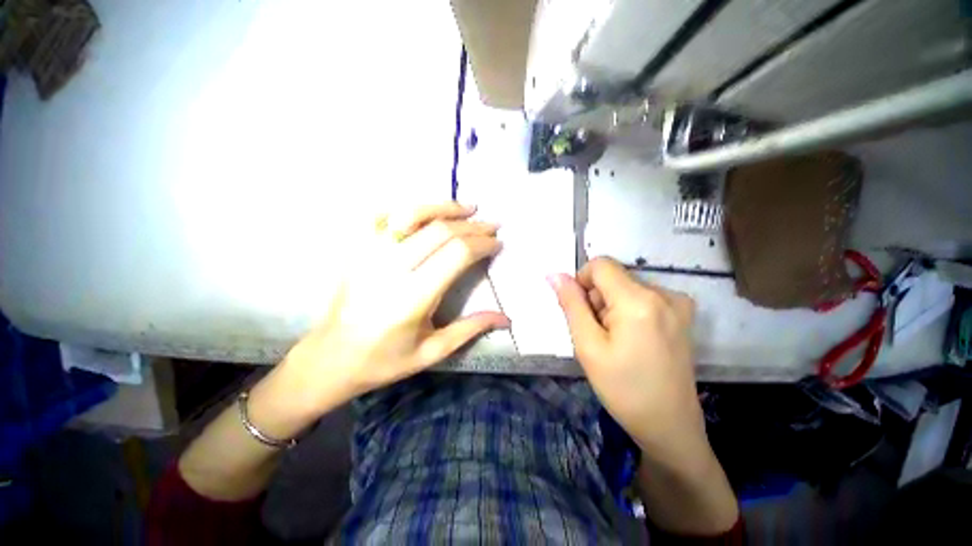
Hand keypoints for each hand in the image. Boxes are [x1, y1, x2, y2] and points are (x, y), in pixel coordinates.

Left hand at [268, 202, 508, 422]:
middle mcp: (390, 269)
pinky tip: (425, 211)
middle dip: (472, 225)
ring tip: (467, 208)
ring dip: (443, 208)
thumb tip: (506, 317)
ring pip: (411, 215)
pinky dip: (407, 209)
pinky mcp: (356, 249)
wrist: (330, 357)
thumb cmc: (384, 360)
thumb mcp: (432, 352)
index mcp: (412, 298)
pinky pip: (382, 216)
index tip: (497, 243)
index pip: (456, 254)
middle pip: (440, 231)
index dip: (482, 243)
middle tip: (491, 225)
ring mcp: (368, 254)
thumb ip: (470, 329)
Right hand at [548, 257, 703, 455]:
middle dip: (597, 299)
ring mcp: (678, 302)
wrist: (669, 425)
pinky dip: (628, 310)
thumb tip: (554, 275)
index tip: (582, 311)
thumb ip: (571, 304)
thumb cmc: (622, 389)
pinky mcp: (683, 313)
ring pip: (626, 286)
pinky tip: (633, 338)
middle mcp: (664, 293)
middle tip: (599, 334)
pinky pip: (643, 296)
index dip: (582, 281)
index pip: (601, 264)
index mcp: (639, 301)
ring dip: (612, 306)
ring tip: (617, 340)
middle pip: (614, 277)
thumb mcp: (587, 346)